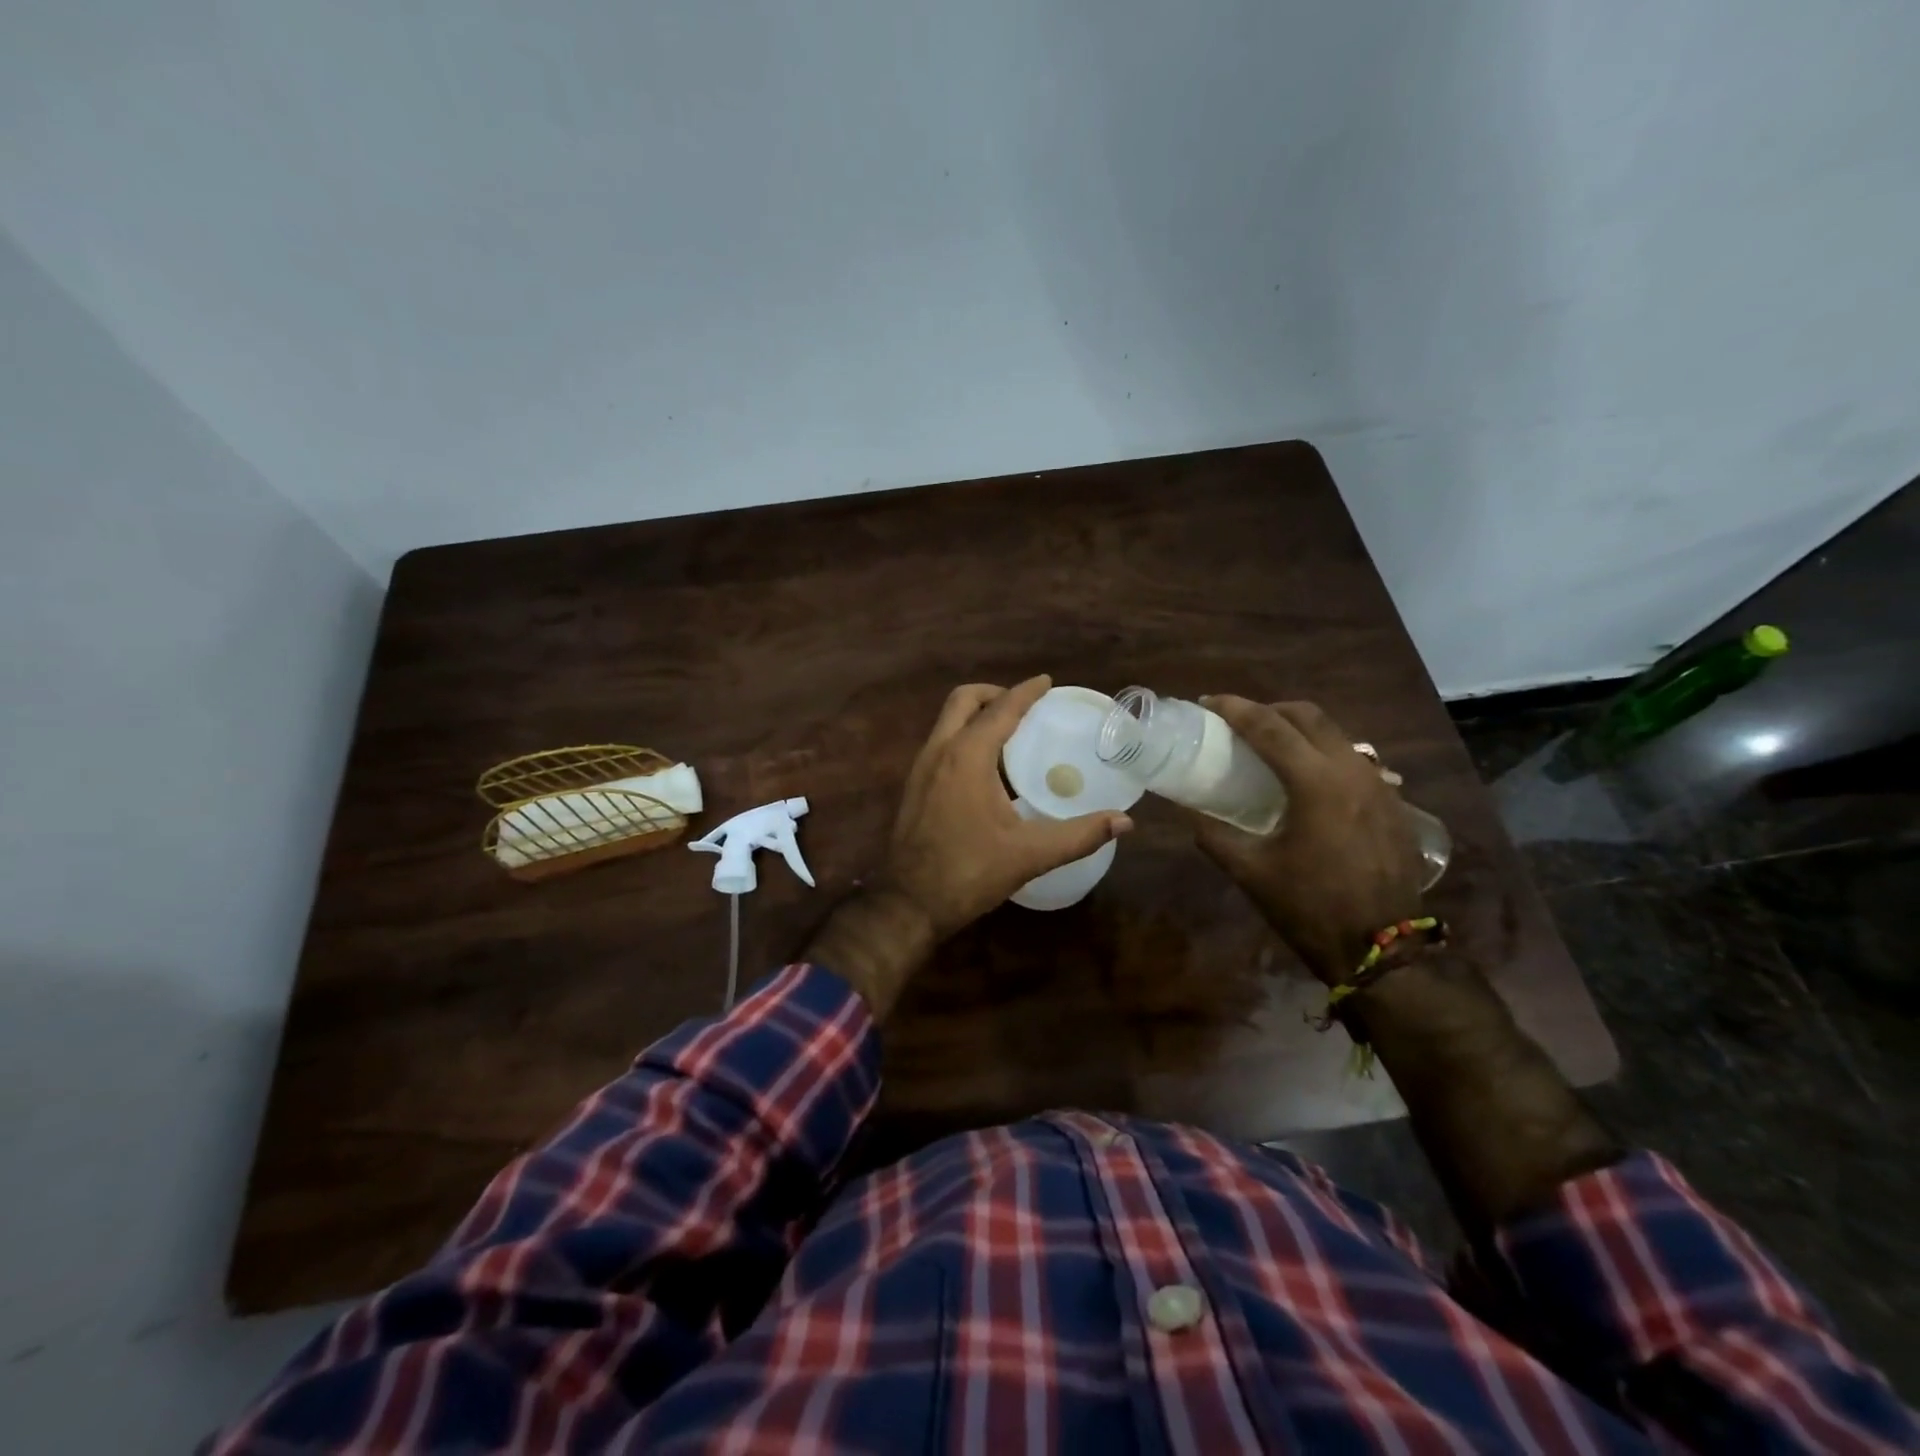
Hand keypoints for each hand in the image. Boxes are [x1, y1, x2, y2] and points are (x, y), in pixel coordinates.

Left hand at [877, 676, 1132, 939]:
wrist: (909, 903)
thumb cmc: (969, 872)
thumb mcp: (1030, 854)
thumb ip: (1079, 835)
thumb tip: (1124, 822)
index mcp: (967, 757)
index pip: (1000, 709)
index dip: (1025, 692)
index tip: (1046, 681)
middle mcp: (939, 751)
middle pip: (963, 700)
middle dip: (994, 694)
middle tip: (1025, 706)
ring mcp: (920, 768)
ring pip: (947, 721)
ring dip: (976, 715)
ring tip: (1010, 732)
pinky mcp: (914, 787)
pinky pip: (941, 743)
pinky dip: (964, 737)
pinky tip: (986, 768)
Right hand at [1187, 696, 1422, 983]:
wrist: (1385, 949)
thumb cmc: (1310, 907)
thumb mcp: (1251, 871)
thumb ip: (1214, 834)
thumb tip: (1186, 810)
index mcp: (1315, 782)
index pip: (1269, 727)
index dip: (1235, 709)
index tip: (1208, 703)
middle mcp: (1351, 770)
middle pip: (1307, 716)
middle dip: (1269, 709)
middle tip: (1238, 721)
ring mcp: (1379, 784)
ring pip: (1335, 734)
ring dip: (1299, 729)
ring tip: (1270, 746)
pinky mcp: (1392, 802)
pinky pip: (1353, 759)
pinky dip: (1323, 753)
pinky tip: (1307, 780)